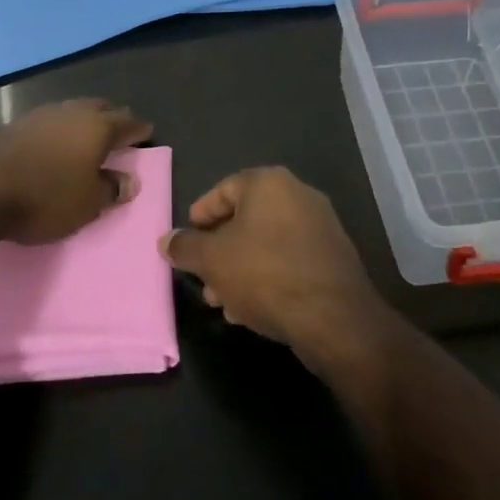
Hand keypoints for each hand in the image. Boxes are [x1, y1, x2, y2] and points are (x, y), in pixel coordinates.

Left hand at [0, 98, 152, 244]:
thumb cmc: (45, 197)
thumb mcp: (87, 204)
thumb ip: (111, 189)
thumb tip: (129, 181)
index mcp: (97, 128)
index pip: (127, 124)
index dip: (139, 130)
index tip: (147, 132)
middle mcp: (73, 113)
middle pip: (100, 108)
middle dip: (113, 117)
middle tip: (120, 130)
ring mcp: (42, 115)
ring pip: (73, 110)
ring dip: (84, 120)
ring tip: (88, 134)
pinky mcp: (16, 124)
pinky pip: (50, 120)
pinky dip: (60, 128)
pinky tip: (56, 141)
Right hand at [160, 167, 385, 357]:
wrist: (333, 316)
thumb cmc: (265, 273)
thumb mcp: (212, 260)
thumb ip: (186, 247)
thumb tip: (166, 240)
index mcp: (268, 183)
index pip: (224, 189)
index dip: (201, 215)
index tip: (187, 239)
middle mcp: (297, 194)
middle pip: (246, 218)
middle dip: (220, 250)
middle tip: (203, 278)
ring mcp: (320, 225)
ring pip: (267, 243)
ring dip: (241, 268)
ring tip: (223, 301)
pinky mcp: (332, 256)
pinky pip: (289, 260)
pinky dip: (268, 276)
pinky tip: (252, 309)